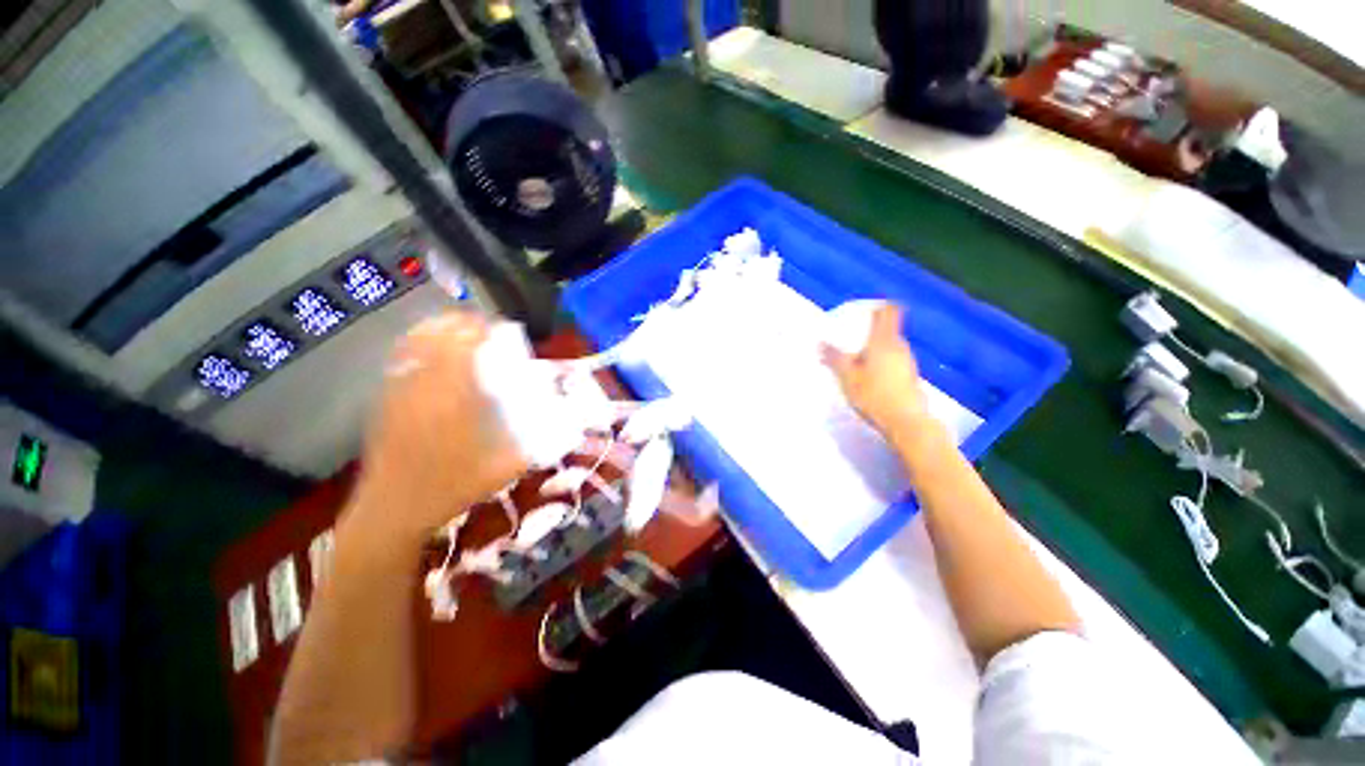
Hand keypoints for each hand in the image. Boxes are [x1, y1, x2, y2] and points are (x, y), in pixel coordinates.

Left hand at [346, 311, 526, 544]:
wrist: (393, 510)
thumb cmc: (452, 488)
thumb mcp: (506, 468)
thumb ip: (539, 442)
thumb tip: (570, 427)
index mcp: (455, 397)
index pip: (466, 344)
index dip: (485, 329)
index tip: (504, 329)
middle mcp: (424, 385)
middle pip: (439, 335)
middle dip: (464, 323)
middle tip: (486, 328)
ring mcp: (400, 390)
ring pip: (417, 342)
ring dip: (441, 329)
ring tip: (461, 330)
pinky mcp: (385, 400)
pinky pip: (401, 357)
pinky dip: (419, 343)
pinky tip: (431, 349)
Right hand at [821, 304, 931, 448]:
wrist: (906, 422)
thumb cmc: (874, 395)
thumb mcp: (847, 376)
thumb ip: (834, 358)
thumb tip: (819, 342)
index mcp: (883, 341)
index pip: (888, 312)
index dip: (878, 306)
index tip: (864, 310)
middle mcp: (899, 347)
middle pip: (887, 329)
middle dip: (870, 331)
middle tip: (850, 338)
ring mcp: (907, 362)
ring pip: (890, 346)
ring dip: (875, 348)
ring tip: (856, 360)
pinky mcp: (910, 377)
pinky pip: (893, 361)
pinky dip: (881, 362)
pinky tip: (869, 377)